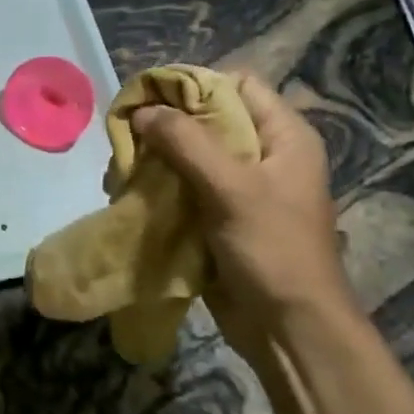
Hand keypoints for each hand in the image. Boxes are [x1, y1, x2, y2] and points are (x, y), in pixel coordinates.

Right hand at [132, 74, 355, 356]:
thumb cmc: (272, 250)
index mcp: (284, 137)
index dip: (195, 85)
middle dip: (167, 123)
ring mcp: (241, 187)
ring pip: (191, 153)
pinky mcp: (220, 216)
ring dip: (157, 156)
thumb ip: (186, 142)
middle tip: (129, 132)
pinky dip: (159, 184)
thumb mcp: (232, 188)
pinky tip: (132, 189)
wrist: (288, 329)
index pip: (237, 84)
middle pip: (209, 118)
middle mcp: (264, 154)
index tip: (152, 98)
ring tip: (125, 164)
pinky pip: (184, 186)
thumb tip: (141, 111)